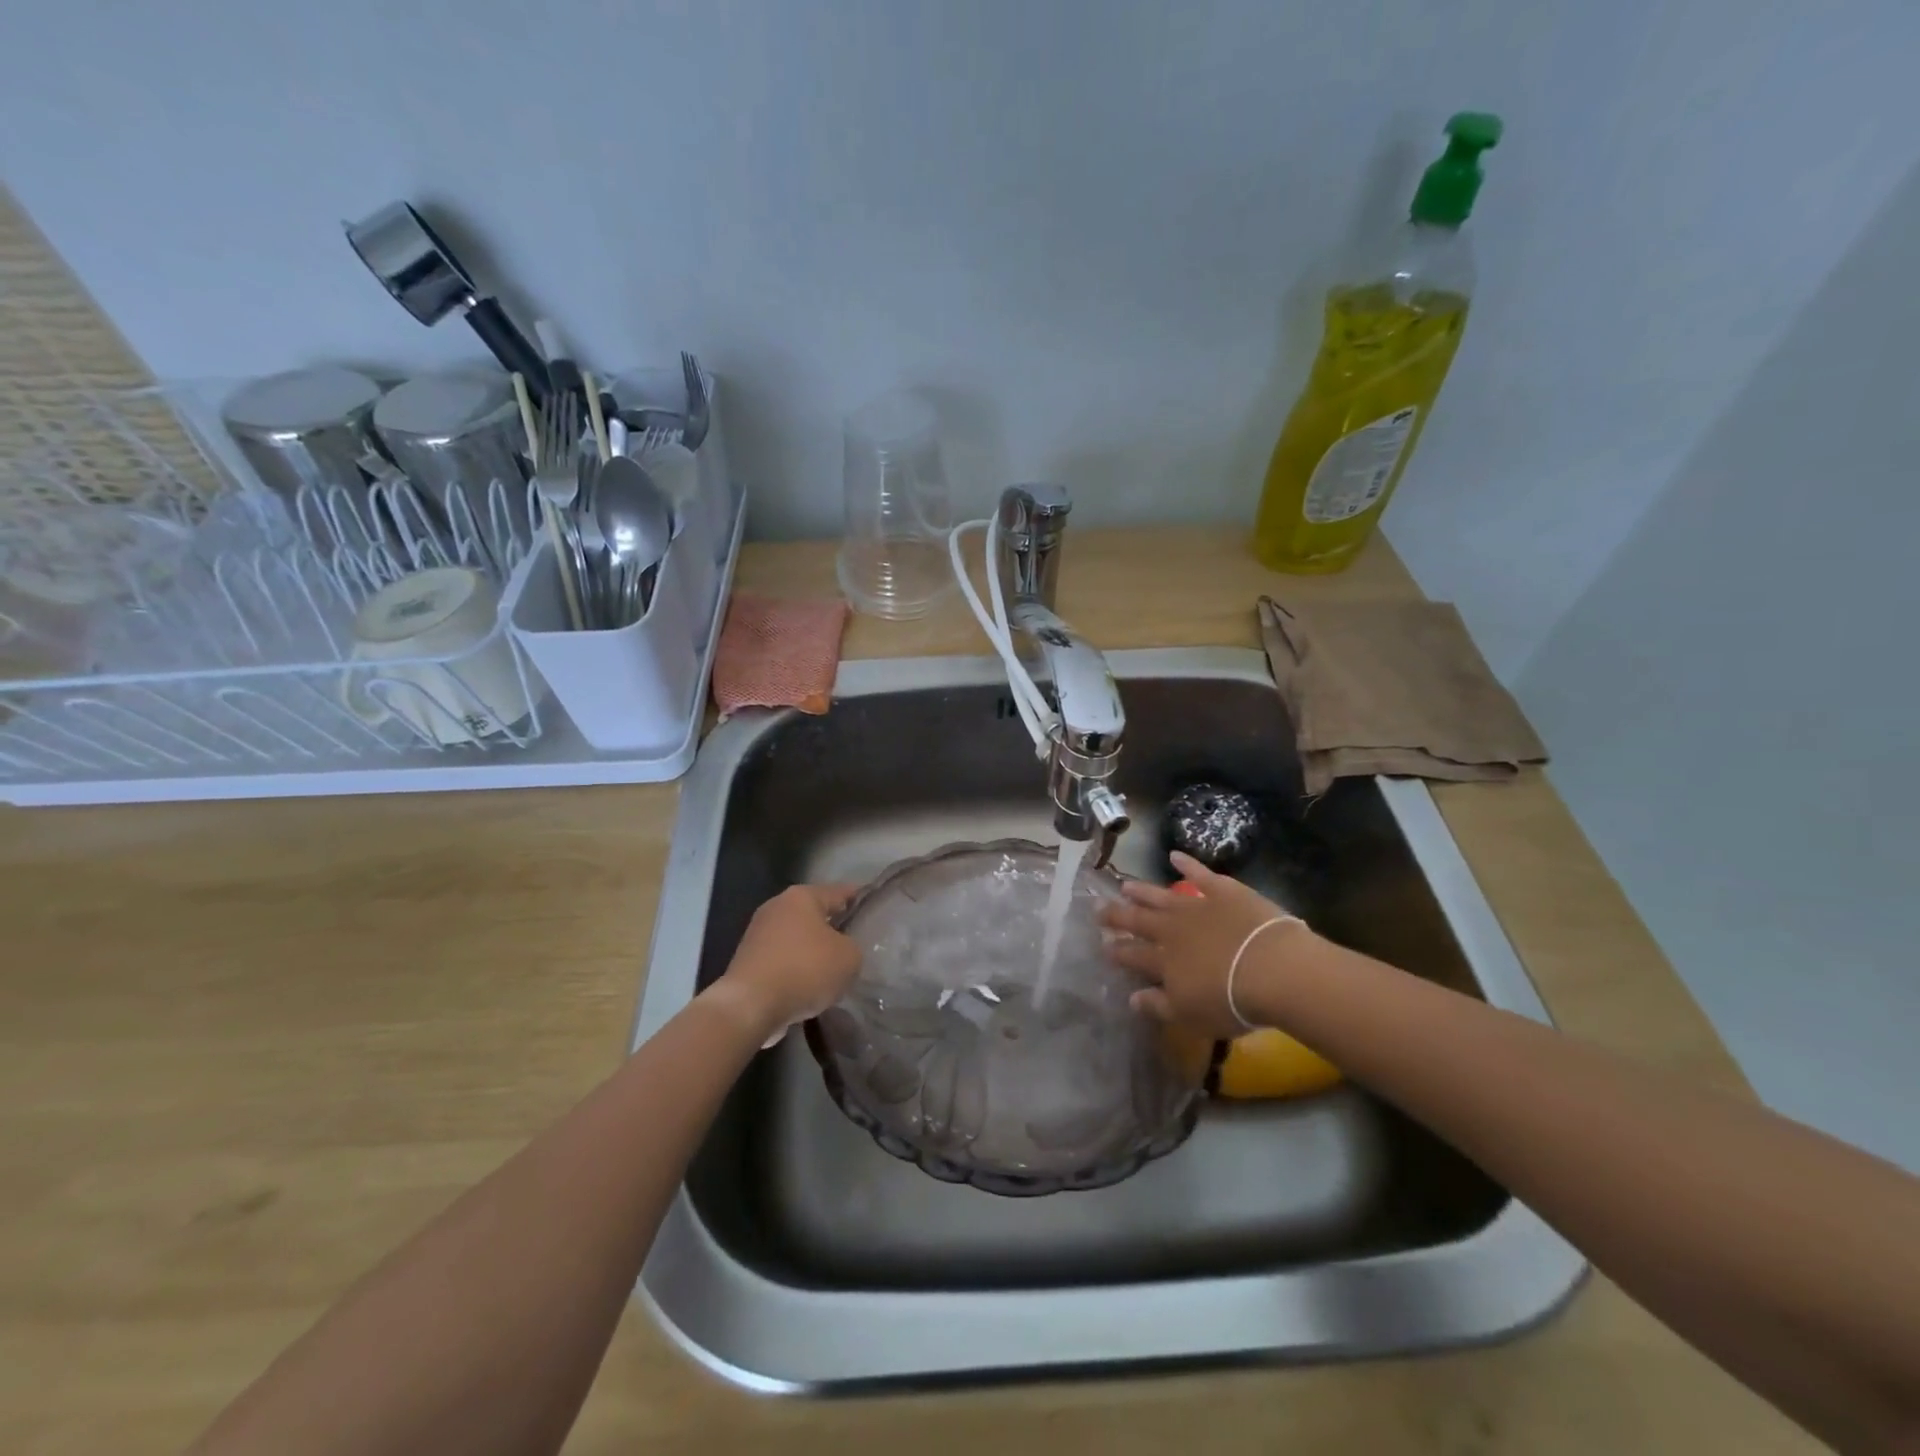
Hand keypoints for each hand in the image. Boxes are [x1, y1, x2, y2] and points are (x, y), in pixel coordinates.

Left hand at [710, 883, 861, 1039]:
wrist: (750, 1006)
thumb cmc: (805, 970)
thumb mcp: (849, 958)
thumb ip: (852, 947)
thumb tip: (841, 950)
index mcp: (802, 897)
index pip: (838, 891)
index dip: (857, 897)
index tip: (870, 902)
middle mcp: (776, 907)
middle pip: (813, 913)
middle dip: (832, 926)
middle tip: (854, 940)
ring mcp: (758, 934)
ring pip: (796, 938)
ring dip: (812, 950)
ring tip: (832, 969)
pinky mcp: (747, 961)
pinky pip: (782, 960)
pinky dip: (795, 969)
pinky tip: (808, 987)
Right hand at [1100, 852, 1314, 1037]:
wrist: (1272, 969)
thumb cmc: (1231, 1001)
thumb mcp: (1190, 1015)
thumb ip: (1158, 1005)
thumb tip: (1131, 997)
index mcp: (1164, 962)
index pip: (1134, 955)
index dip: (1117, 950)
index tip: (1103, 945)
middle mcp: (1173, 930)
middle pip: (1140, 920)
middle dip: (1118, 915)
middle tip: (1098, 907)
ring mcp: (1197, 906)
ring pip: (1162, 896)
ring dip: (1143, 891)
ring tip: (1125, 885)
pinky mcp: (1223, 892)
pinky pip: (1200, 874)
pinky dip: (1187, 864)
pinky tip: (1174, 855)